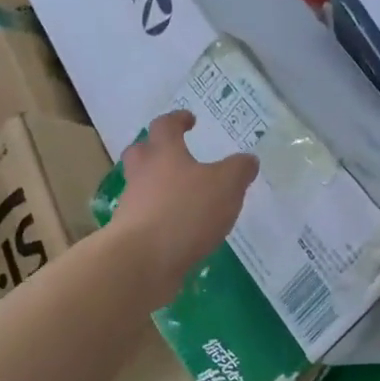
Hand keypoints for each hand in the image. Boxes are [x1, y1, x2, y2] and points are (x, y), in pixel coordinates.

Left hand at [114, 111, 258, 306]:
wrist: (142, 261)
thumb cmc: (185, 212)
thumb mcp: (226, 186)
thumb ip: (239, 170)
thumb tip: (248, 159)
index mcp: (164, 154)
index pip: (165, 126)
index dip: (177, 120)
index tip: (189, 120)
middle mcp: (142, 175)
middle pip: (141, 153)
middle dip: (155, 150)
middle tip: (172, 154)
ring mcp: (132, 206)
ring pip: (142, 188)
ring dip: (159, 188)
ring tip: (184, 199)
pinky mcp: (131, 237)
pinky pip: (147, 219)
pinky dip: (161, 220)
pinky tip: (180, 231)